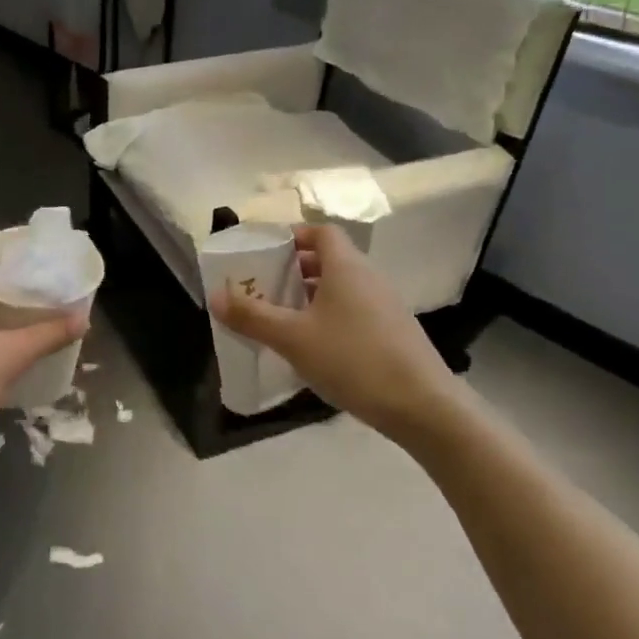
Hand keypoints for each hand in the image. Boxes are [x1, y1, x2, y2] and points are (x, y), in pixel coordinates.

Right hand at [209, 223, 456, 442]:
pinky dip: (330, 316)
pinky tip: (314, 346)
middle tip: (265, 286)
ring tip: (283, 317)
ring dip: (312, 295)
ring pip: (342, 287)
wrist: (423, 406)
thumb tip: (215, 295)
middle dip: (295, 268)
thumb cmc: (353, 359)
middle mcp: (368, 278)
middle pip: (330, 259)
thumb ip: (252, 316)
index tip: (267, 251)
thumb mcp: (293, 339)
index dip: (294, 235)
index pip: (321, 232)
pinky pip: (354, 310)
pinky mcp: (393, 332)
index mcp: (346, 267)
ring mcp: (385, 306)